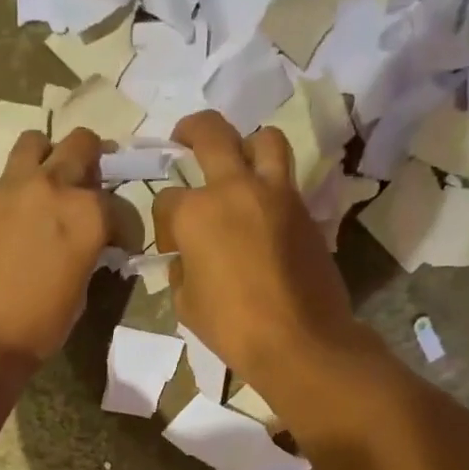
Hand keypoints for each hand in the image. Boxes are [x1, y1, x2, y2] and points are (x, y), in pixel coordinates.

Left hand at [0, 129, 111, 363]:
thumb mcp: (79, 293)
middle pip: (81, 145)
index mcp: (87, 214)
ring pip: (33, 144)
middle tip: (87, 184)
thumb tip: (83, 246)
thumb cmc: (37, 329)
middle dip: (92, 159)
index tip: (118, 243)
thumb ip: (86, 254)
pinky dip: (8, 201)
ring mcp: (6, 189)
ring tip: (42, 184)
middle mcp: (50, 188)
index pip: (120, 205)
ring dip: (45, 158)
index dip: (124, 227)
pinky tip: (2, 229)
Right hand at [153, 112, 359, 394]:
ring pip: (263, 139)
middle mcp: (235, 189)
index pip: (167, 200)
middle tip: (183, 137)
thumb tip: (186, 260)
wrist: (299, 340)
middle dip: (191, 130)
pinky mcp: (305, 209)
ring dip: (247, 143)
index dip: (164, 223)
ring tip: (238, 162)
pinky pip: (285, 179)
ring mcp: (276, 194)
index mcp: (196, 212)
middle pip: (211, 133)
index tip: (171, 245)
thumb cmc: (232, 326)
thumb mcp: (186, 304)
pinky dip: (270, 182)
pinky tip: (261, 207)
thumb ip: (181, 271)